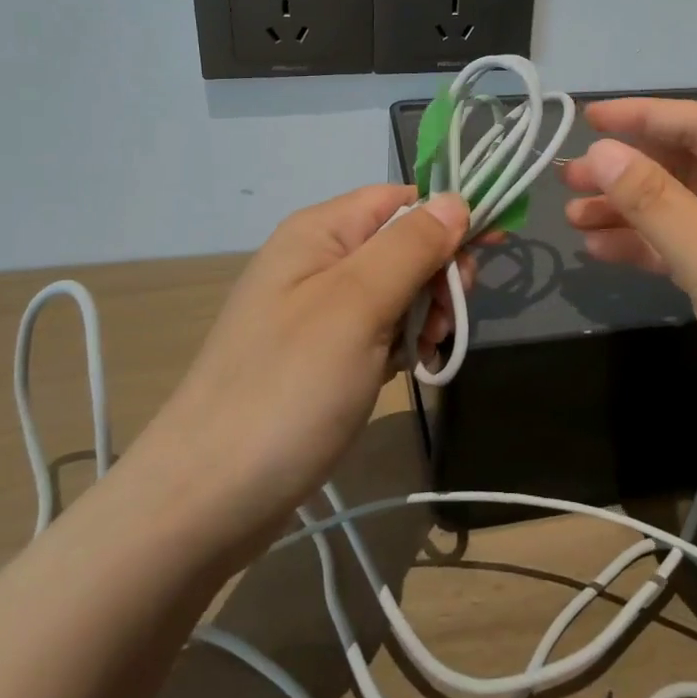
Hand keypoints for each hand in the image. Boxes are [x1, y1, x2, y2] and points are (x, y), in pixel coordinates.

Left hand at [130, 184, 469, 556]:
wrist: (207, 498)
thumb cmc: (288, 388)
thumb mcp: (357, 305)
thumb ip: (411, 246)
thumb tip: (456, 200)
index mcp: (319, 232)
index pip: (400, 199)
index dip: (447, 217)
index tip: (489, 250)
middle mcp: (316, 261)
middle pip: (401, 243)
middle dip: (436, 274)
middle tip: (447, 319)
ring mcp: (316, 311)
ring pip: (396, 290)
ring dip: (424, 314)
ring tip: (426, 353)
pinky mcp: (320, 356)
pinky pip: (378, 329)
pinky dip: (402, 343)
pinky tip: (409, 370)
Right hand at [560, 99, 696, 481]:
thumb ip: (657, 203)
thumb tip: (601, 150)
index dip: (646, 118)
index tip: (587, 117)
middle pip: (694, 167)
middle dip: (632, 171)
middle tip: (570, 178)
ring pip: (687, 209)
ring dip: (632, 210)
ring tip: (573, 216)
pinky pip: (691, 247)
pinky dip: (649, 246)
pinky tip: (602, 249)